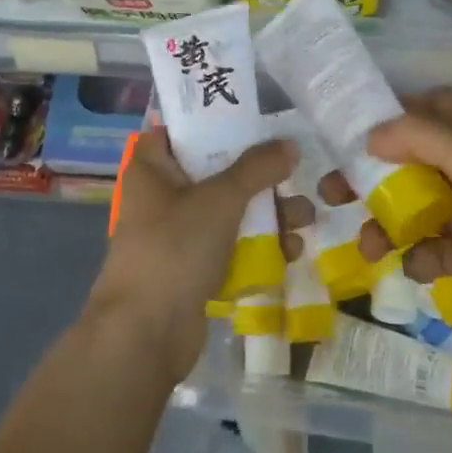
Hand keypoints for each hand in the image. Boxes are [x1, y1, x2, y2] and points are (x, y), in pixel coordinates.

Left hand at [84, 130, 295, 383]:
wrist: (145, 334)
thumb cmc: (175, 248)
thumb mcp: (220, 198)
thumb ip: (257, 168)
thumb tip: (289, 144)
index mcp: (153, 167)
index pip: (181, 129)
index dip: (215, 119)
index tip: (256, 117)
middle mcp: (162, 195)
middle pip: (215, 170)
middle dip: (259, 175)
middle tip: (295, 172)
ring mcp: (177, 234)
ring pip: (228, 211)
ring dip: (267, 213)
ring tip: (305, 218)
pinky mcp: (192, 268)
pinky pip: (230, 246)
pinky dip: (257, 245)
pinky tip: (291, 251)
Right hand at [354, 88, 451, 324]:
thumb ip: (416, 135)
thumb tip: (369, 136)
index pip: (417, 110)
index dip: (381, 116)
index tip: (340, 130)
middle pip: (402, 162)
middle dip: (366, 176)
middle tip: (331, 192)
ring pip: (410, 210)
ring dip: (384, 225)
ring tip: (368, 247)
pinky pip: (431, 252)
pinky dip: (419, 259)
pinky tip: (418, 266)